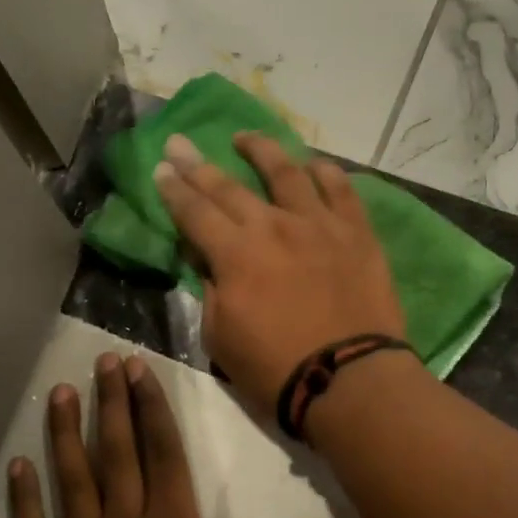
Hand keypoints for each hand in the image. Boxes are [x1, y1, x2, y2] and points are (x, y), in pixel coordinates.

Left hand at [8, 351, 361, 517]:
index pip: (161, 448)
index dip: (150, 405)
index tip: (136, 368)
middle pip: (116, 450)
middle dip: (110, 402)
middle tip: (101, 361)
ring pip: (72, 479)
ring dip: (66, 434)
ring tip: (60, 393)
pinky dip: (23, 500)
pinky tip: (17, 467)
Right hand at [153, 131, 404, 418]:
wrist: (348, 380)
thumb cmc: (275, 369)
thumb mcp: (220, 337)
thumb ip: (210, 291)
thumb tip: (207, 260)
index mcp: (234, 254)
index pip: (194, 212)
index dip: (173, 191)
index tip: (160, 170)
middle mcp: (273, 226)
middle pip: (229, 187)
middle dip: (197, 164)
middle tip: (180, 143)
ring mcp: (318, 224)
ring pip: (287, 172)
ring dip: (261, 150)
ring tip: (244, 138)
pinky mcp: (356, 233)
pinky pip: (340, 190)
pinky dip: (324, 173)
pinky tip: (313, 164)